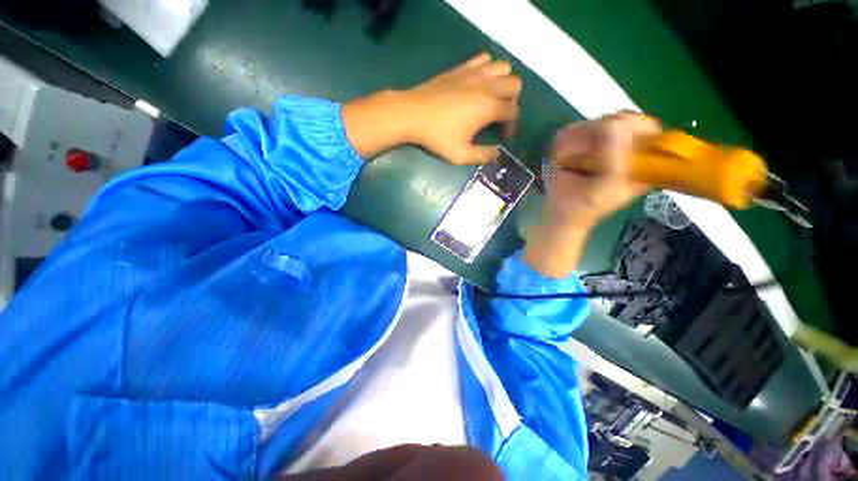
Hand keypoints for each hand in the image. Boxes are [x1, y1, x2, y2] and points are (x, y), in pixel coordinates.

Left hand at [342, 53, 521, 162]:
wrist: (412, 114)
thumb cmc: (437, 136)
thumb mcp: (461, 154)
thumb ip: (482, 156)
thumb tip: (497, 154)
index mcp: (489, 107)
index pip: (514, 112)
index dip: (512, 126)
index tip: (502, 136)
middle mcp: (487, 86)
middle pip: (515, 85)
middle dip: (512, 102)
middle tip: (499, 116)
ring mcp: (474, 73)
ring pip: (503, 67)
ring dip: (503, 82)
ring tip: (492, 98)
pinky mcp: (461, 68)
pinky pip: (484, 59)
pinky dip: (488, 68)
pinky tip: (479, 83)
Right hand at [524, 113, 661, 277]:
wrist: (555, 221)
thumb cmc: (579, 212)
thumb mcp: (602, 190)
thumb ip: (617, 161)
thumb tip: (621, 124)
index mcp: (639, 163)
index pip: (648, 127)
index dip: (630, 125)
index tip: (605, 138)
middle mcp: (623, 154)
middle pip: (618, 120)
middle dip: (594, 133)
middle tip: (576, 154)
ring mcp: (600, 152)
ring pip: (594, 124)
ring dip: (576, 138)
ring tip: (563, 159)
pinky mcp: (580, 153)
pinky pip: (575, 133)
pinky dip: (565, 141)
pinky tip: (558, 158)